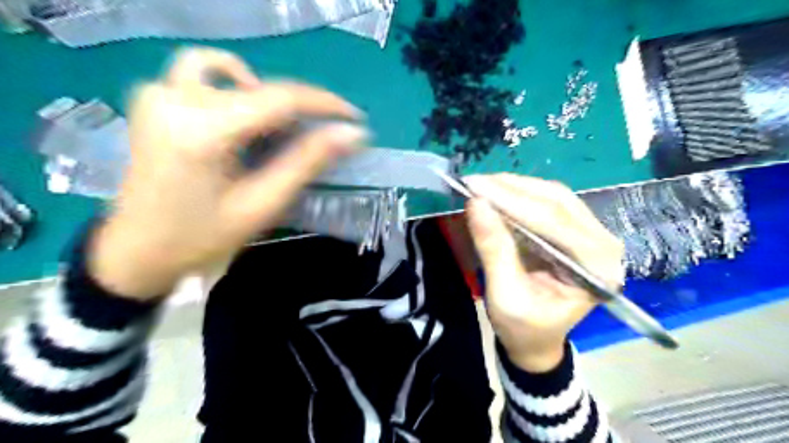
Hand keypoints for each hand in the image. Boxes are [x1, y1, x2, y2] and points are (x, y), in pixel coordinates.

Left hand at [88, 46, 366, 301]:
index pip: (279, 99)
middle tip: (321, 135)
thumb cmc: (203, 237)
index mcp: (202, 132)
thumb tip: (352, 134)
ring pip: (228, 71)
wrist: (138, 250)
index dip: (324, 104)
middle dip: (300, 107)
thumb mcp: (263, 204)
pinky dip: (232, 86)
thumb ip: (307, 163)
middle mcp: (176, 99)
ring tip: (277, 129)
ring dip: (263, 94)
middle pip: (259, 86)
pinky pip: (200, 73)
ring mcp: (159, 94)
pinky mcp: (154, 99)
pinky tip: (242, 116)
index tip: (355, 117)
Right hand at [463, 175, 622, 371]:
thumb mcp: (504, 296)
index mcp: (597, 269)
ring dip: (516, 187)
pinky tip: (498, 192)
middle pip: (558, 202)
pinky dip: (521, 194)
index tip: (475, 187)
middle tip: (475, 182)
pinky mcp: (576, 231)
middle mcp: (604, 245)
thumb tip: (475, 204)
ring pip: (554, 196)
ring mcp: (592, 234)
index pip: (554, 222)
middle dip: (512, 189)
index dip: (512, 201)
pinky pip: (550, 202)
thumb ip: (493, 249)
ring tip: (482, 184)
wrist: (536, 341)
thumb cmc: (524, 329)